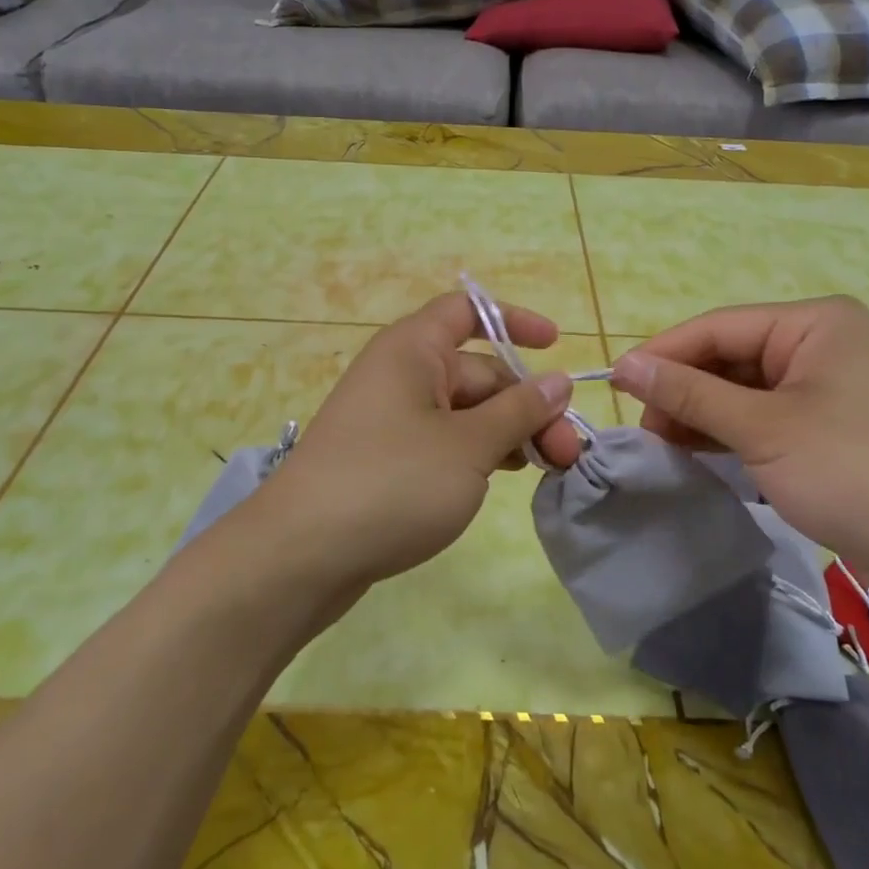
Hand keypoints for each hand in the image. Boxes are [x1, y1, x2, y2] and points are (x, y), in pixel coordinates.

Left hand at [253, 291, 576, 594]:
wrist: (300, 556)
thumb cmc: (392, 482)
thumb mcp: (469, 445)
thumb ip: (519, 411)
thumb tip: (558, 381)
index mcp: (412, 350)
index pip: (467, 311)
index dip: (513, 321)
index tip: (556, 344)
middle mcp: (400, 375)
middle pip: (477, 372)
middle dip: (526, 405)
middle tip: (567, 452)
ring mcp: (390, 420)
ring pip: (464, 413)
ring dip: (508, 433)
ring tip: (547, 469)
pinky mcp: (386, 460)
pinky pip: (443, 442)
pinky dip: (477, 454)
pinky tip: (502, 479)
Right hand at [611, 296, 868, 605]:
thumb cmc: (853, 473)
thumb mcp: (761, 428)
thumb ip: (689, 393)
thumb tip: (623, 365)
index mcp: (814, 324)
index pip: (717, 327)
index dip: (663, 354)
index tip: (613, 383)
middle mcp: (818, 345)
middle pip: (727, 357)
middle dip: (682, 390)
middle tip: (640, 428)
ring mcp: (821, 388)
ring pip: (739, 390)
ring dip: (698, 415)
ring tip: (659, 444)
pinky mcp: (821, 428)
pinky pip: (758, 418)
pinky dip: (724, 434)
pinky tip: (692, 452)